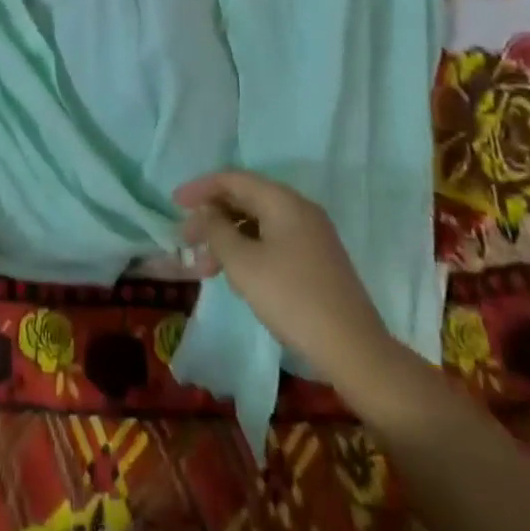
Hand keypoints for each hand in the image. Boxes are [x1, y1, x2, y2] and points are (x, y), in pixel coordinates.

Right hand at [175, 170, 397, 383]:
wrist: (355, 351)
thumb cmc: (292, 299)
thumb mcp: (243, 264)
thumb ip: (217, 231)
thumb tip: (207, 213)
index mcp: (283, 201)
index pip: (233, 179)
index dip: (200, 188)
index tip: (174, 204)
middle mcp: (299, 209)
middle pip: (246, 199)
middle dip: (212, 217)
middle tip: (187, 240)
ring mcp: (312, 235)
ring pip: (259, 223)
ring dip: (228, 238)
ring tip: (206, 267)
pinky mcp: (317, 260)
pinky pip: (273, 241)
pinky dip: (249, 250)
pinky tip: (237, 276)